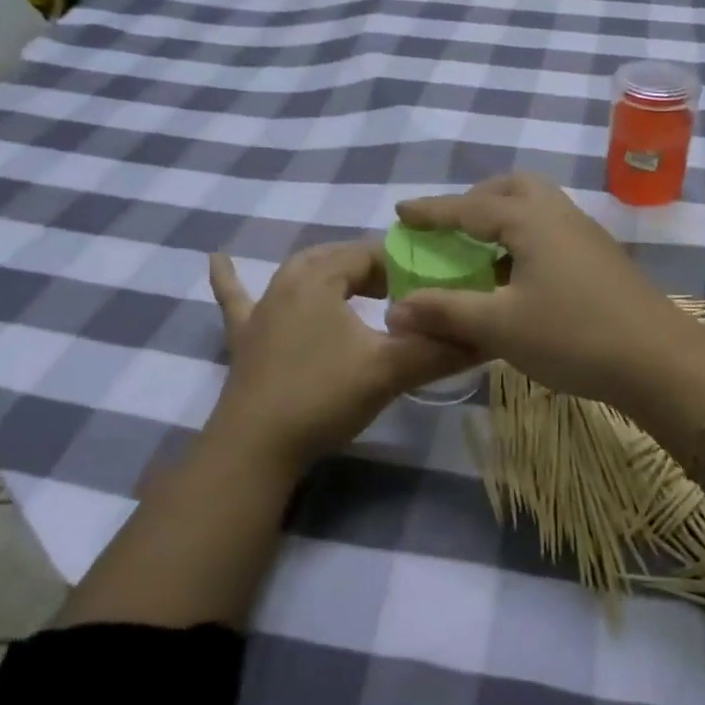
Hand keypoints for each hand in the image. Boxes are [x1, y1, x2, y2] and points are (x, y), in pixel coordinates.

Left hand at [204, 242, 473, 473]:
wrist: (255, 449)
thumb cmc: (322, 397)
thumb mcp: (389, 371)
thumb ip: (441, 350)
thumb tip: (490, 335)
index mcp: (320, 277)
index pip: (372, 254)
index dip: (407, 267)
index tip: (434, 288)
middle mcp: (288, 281)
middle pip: (339, 261)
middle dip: (375, 271)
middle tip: (407, 295)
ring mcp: (262, 310)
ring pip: (301, 275)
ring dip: (330, 274)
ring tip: (358, 282)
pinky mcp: (245, 338)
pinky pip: (237, 299)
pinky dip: (230, 279)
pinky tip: (214, 257)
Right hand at [385, 174, 704, 410]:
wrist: (659, 360)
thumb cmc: (573, 336)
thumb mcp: (500, 326)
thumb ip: (447, 311)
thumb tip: (396, 308)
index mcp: (530, 220)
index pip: (469, 206)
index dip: (432, 210)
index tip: (401, 211)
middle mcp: (559, 214)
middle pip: (512, 187)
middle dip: (476, 200)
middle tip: (452, 227)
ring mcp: (585, 233)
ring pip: (537, 207)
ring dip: (504, 218)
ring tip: (481, 253)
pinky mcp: (601, 257)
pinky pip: (552, 229)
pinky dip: (525, 238)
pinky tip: (518, 276)